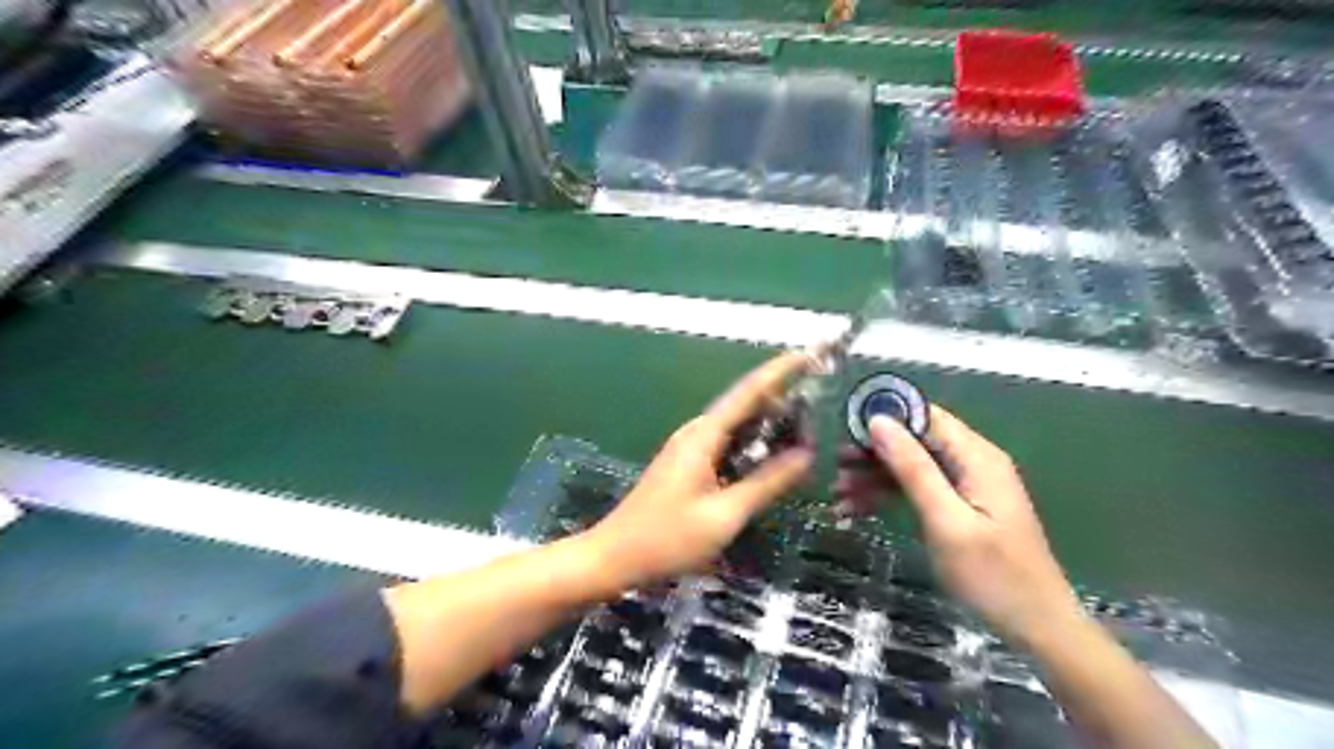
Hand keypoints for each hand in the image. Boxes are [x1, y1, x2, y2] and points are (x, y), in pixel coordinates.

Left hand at [587, 351, 818, 589]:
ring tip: (804, 428)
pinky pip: (727, 443)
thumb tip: (806, 455)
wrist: (614, 556)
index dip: (780, 372)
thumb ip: (766, 483)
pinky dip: (752, 444)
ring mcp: (690, 447)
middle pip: (743, 404)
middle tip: (819, 404)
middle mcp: (696, 432)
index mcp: (703, 436)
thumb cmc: (668, 538)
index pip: (748, 392)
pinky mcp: (688, 464)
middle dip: (780, 398)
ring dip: (767, 423)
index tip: (809, 355)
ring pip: (736, 425)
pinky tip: (770, 456)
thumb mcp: (724, 515)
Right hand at [838, 407, 1088, 646]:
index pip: (924, 416)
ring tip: (838, 495)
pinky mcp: (960, 507)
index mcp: (976, 457)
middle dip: (874, 451)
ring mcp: (967, 485)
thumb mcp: (946, 521)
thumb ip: (913, 468)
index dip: (884, 417)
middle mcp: (972, 462)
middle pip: (914, 440)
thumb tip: (879, 421)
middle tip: (836, 468)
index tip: (845, 431)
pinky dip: (889, 495)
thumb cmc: (992, 575)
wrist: (1036, 627)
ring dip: (875, 477)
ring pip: (911, 465)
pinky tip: (858, 508)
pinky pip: (918, 489)